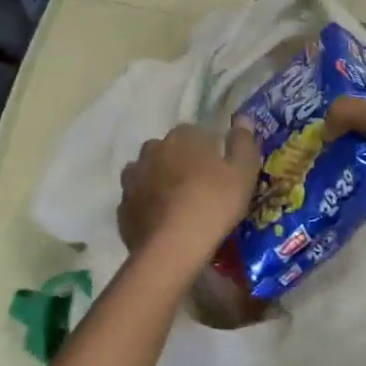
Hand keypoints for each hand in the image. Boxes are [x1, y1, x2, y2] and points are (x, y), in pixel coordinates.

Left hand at [118, 123, 262, 253]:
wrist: (173, 248)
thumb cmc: (214, 203)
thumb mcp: (243, 171)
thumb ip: (243, 141)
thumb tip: (242, 117)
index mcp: (182, 137)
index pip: (195, 132)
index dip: (207, 148)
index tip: (218, 168)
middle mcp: (152, 150)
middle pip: (168, 150)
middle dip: (180, 162)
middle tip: (198, 186)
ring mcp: (132, 179)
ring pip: (147, 172)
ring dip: (158, 181)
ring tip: (176, 203)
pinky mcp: (122, 207)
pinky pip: (137, 200)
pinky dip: (147, 206)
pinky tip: (161, 222)